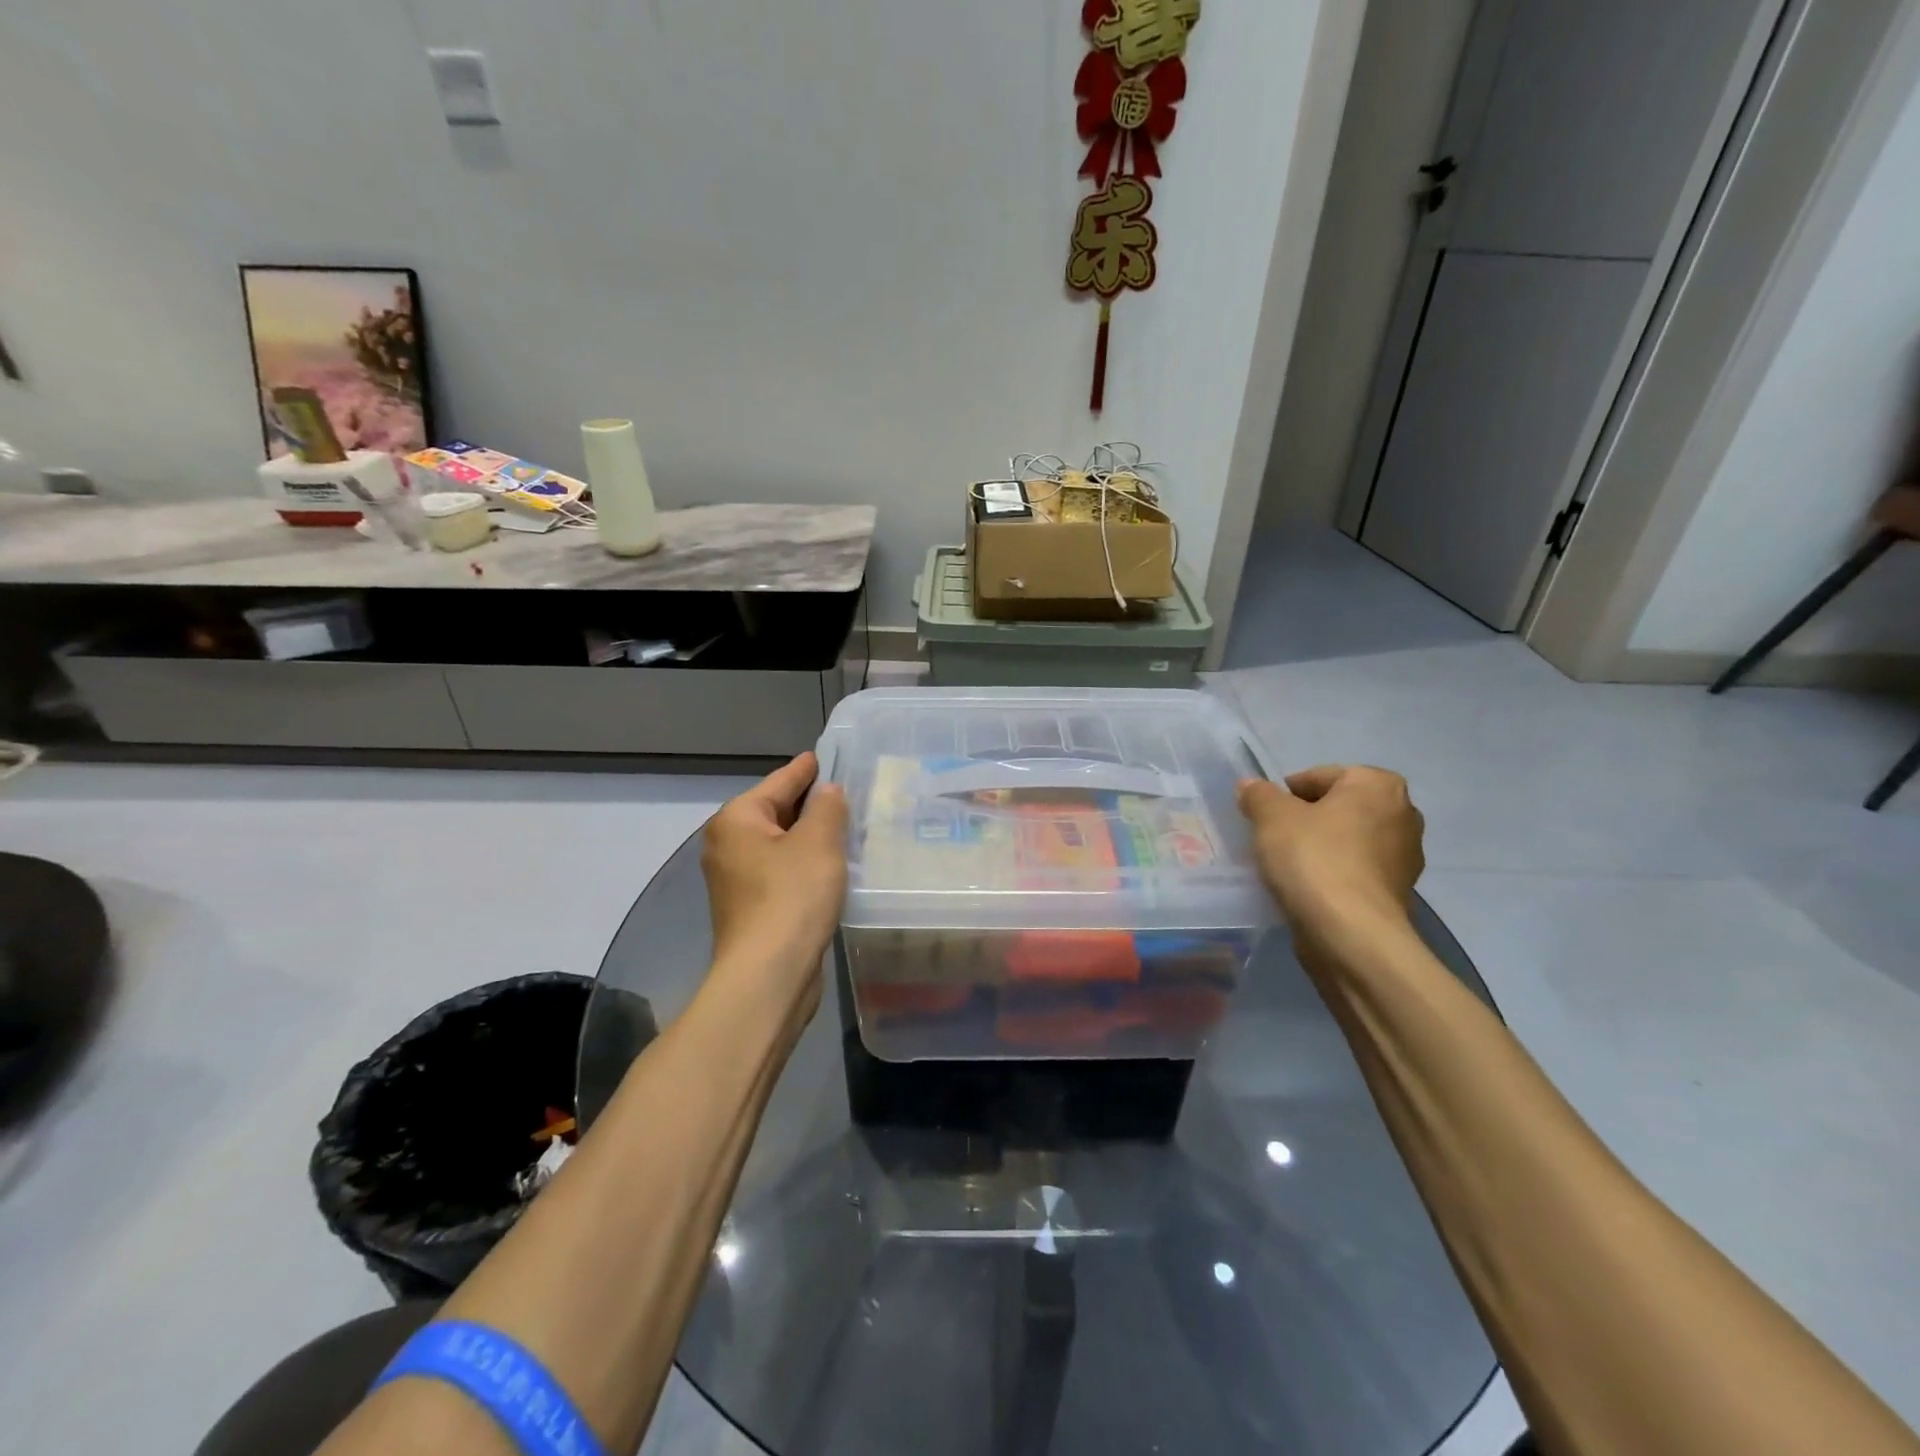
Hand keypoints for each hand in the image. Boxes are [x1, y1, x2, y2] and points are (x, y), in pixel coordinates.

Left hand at [702, 753, 848, 1022]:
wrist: (769, 974)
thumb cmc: (792, 897)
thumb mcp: (819, 842)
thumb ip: (827, 807)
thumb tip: (827, 792)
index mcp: (737, 820)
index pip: (780, 782)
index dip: (806, 769)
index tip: (826, 756)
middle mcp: (728, 844)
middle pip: (776, 812)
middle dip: (810, 804)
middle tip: (848, 793)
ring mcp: (736, 879)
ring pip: (780, 844)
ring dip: (810, 838)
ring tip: (847, 827)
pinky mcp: (751, 907)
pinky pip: (781, 871)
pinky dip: (804, 864)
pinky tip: (832, 867)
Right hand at [1238, 765, 1424, 940]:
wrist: (1350, 933)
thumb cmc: (1313, 859)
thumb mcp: (1271, 816)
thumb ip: (1259, 795)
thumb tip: (1251, 787)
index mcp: (1378, 785)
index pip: (1320, 776)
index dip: (1287, 794)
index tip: (1265, 816)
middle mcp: (1403, 814)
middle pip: (1337, 808)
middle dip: (1307, 820)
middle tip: (1273, 838)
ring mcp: (1405, 857)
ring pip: (1347, 841)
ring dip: (1320, 848)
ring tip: (1286, 866)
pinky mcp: (1398, 894)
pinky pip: (1355, 872)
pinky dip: (1333, 875)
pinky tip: (1307, 889)